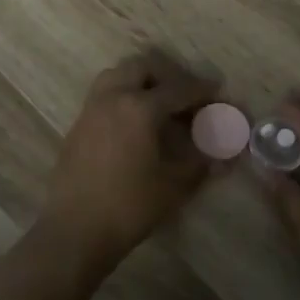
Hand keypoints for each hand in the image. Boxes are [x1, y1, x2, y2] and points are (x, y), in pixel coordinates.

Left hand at [39, 51, 219, 275]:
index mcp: (139, 107)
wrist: (75, 230)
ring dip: (140, 82)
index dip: (201, 90)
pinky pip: (103, 96)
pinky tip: (134, 126)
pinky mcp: (77, 126)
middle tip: (184, 96)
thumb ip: (200, 164)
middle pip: (142, 68)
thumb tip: (224, 157)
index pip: (178, 89)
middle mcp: (113, 98)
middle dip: (167, 76)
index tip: (217, 91)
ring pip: (117, 76)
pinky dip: (122, 97)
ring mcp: (91, 110)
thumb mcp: (174, 186)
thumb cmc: (129, 206)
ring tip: (158, 105)